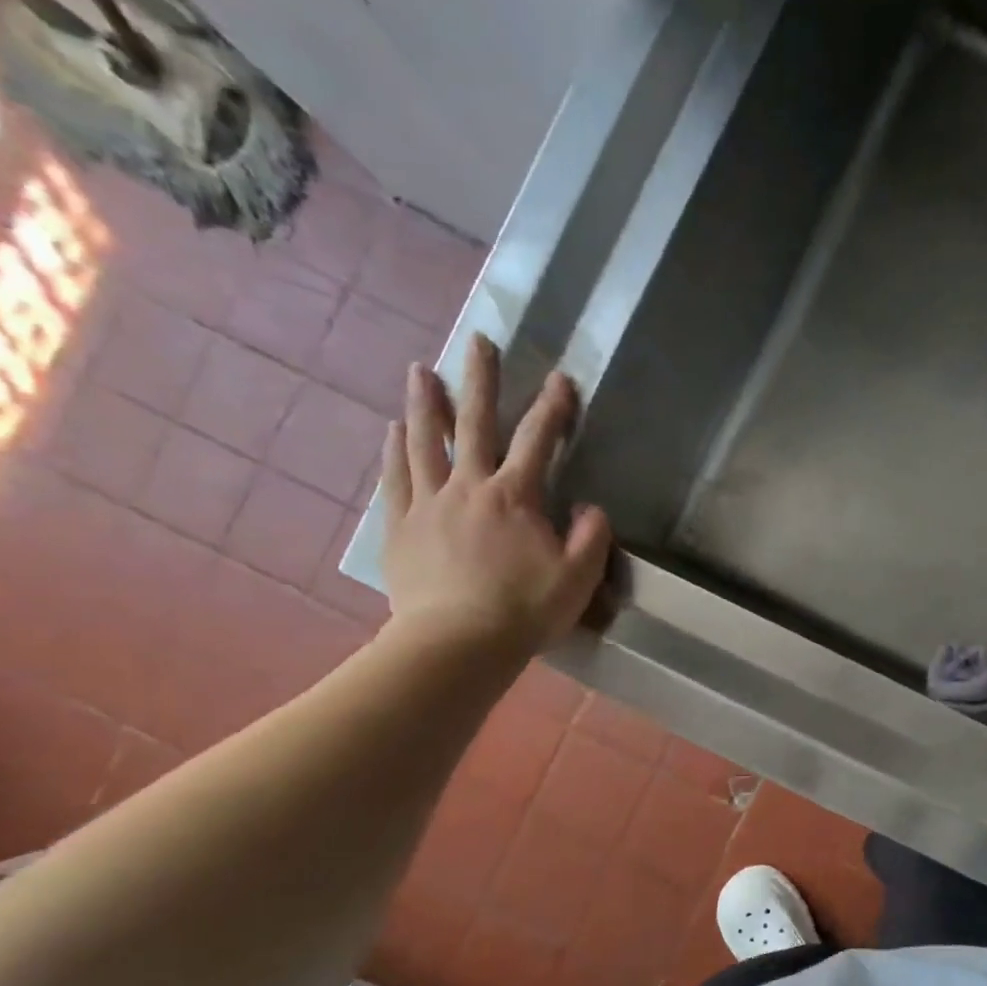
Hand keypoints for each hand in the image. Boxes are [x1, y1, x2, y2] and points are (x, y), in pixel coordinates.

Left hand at [381, 333, 611, 665]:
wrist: (457, 644)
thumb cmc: (525, 611)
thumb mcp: (579, 578)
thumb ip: (591, 537)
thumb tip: (591, 508)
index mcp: (515, 497)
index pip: (538, 441)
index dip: (554, 407)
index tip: (562, 378)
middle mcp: (469, 487)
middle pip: (475, 424)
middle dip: (481, 381)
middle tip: (480, 341)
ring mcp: (429, 504)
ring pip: (426, 441)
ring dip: (427, 403)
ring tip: (423, 371)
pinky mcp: (402, 526)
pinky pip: (397, 478)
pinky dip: (396, 450)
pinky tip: (394, 430)